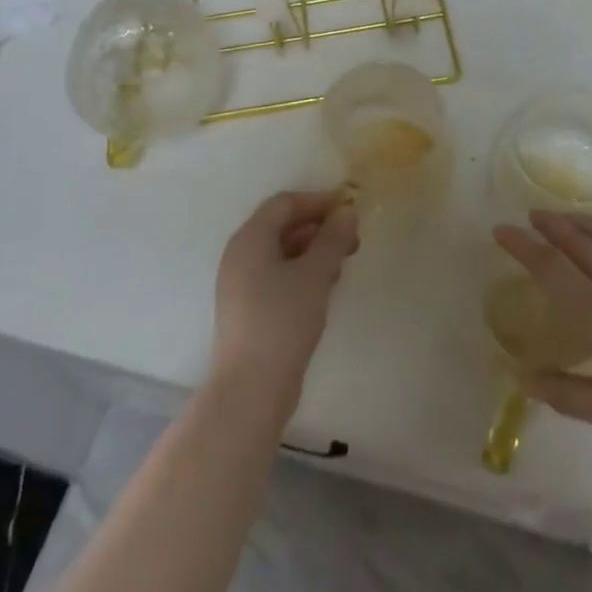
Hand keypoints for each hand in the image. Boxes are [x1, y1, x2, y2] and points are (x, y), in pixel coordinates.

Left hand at [212, 191, 359, 413]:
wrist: (250, 390)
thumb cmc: (283, 321)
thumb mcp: (315, 275)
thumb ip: (332, 239)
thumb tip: (347, 211)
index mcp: (250, 238)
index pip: (284, 203)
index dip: (317, 201)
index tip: (349, 211)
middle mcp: (240, 255)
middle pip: (281, 225)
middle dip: (318, 227)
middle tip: (351, 240)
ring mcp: (240, 283)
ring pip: (280, 252)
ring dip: (312, 250)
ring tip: (342, 263)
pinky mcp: (247, 308)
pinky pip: (276, 275)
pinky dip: (301, 271)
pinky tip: (324, 287)